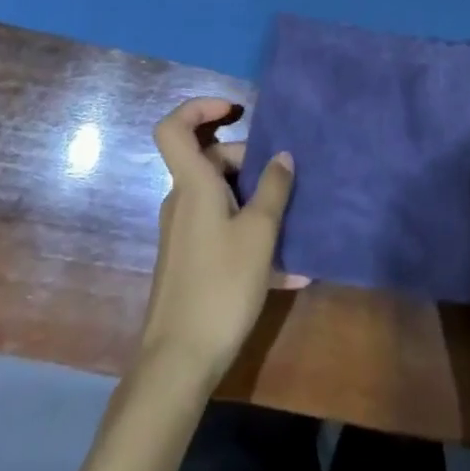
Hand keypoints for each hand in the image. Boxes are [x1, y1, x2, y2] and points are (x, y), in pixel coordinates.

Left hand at [140, 97, 298, 383]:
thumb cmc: (220, 286)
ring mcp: (184, 232)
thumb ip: (274, 189)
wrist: (178, 363)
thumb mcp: (259, 233)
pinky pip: (224, 229)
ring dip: (257, 202)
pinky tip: (290, 270)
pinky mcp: (190, 260)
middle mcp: (183, 201)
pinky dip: (251, 235)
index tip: (235, 110)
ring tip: (295, 224)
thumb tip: (283, 155)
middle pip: (211, 161)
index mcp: (193, 185)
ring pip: (222, 196)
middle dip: (250, 163)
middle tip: (284, 183)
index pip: (174, 127)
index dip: (199, 107)